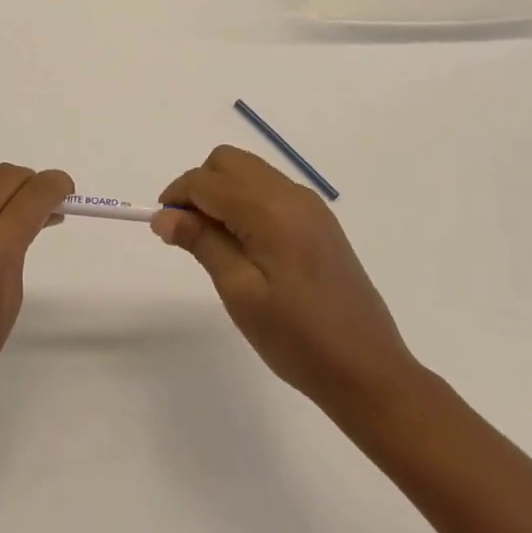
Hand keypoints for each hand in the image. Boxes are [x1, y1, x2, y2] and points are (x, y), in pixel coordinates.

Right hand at [152, 146, 420, 417]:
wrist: (369, 371)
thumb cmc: (297, 338)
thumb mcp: (240, 293)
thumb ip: (201, 243)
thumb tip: (164, 216)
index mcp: (270, 209)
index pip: (207, 181)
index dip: (177, 196)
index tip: (162, 227)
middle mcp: (291, 194)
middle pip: (229, 162)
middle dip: (199, 186)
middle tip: (188, 232)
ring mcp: (310, 205)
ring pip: (250, 172)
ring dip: (223, 191)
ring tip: (214, 241)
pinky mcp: (320, 221)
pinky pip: (271, 189)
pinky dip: (246, 200)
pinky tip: (246, 244)